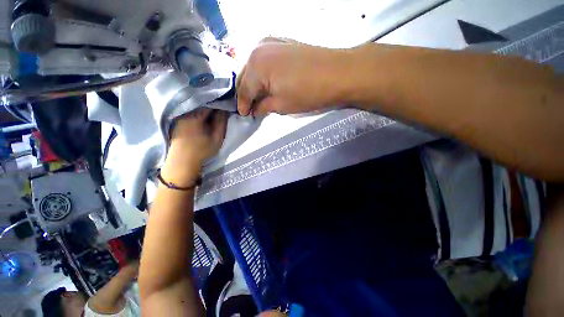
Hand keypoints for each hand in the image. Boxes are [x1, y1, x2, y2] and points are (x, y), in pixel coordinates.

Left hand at [162, 108, 227, 184]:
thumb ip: (221, 121)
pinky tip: (203, 118)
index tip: (226, 105)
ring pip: (195, 107)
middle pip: (201, 103)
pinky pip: (190, 112)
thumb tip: (224, 109)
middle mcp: (185, 112)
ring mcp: (179, 116)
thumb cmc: (202, 150)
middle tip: (221, 110)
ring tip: (214, 113)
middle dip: (212, 104)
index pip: (209, 102)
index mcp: (195, 116)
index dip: (219, 102)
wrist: (182, 162)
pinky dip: (198, 112)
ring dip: (205, 108)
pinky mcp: (177, 121)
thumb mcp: (217, 137)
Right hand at [237, 37, 351, 115]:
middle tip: (249, 107)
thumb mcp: (281, 105)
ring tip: (256, 97)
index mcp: (256, 66)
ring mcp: (270, 42)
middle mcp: (258, 49)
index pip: (243, 90)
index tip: (243, 115)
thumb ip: (263, 107)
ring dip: (253, 82)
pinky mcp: (281, 42)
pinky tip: (265, 82)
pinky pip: (263, 60)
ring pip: (253, 67)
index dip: (242, 105)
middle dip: (245, 93)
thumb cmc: (307, 93)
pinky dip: (261, 73)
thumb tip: (254, 110)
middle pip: (245, 76)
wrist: (337, 73)